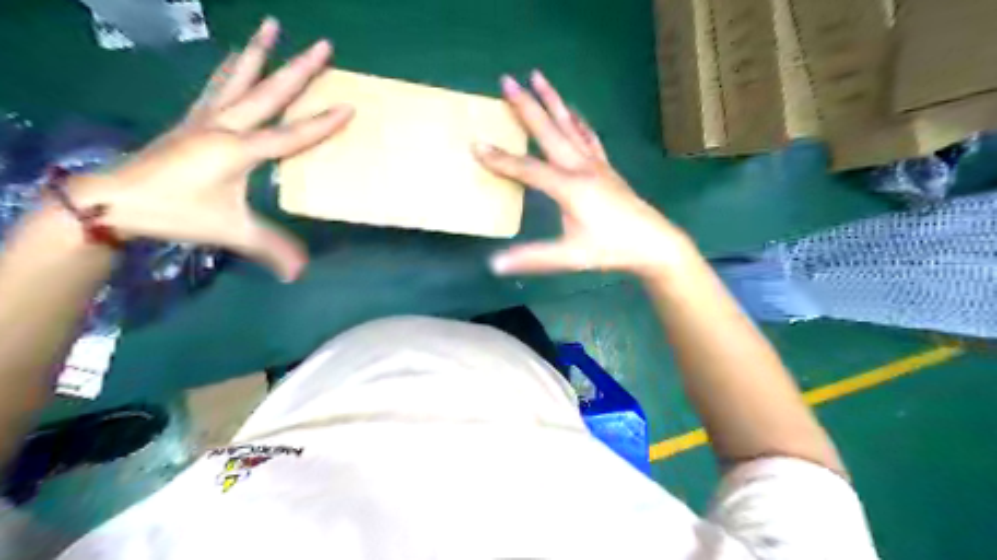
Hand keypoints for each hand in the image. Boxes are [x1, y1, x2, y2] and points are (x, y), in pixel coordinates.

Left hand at [71, 18, 348, 279]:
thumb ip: (269, 247)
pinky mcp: (192, 119)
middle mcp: (225, 126)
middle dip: (299, 68)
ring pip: (238, 78)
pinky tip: (237, 57)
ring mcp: (205, 118)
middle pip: (269, 93)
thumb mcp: (229, 232)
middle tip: (324, 44)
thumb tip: (301, 273)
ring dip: (259, 52)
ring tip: (273, 26)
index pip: (290, 134)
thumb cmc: (177, 213)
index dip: (322, 123)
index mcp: (239, 150)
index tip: (348, 105)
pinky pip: (218, 85)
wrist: (115, 200)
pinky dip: (232, 67)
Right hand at [475, 70, 695, 276]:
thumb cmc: (611, 249)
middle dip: (526, 106)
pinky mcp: (606, 166)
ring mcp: (596, 164)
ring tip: (537, 76)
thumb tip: (494, 264)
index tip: (476, 144)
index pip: (528, 169)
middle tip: (506, 79)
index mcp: (569, 187)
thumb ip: (533, 258)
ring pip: (569, 125)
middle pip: (548, 131)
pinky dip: (576, 119)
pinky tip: (571, 110)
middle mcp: (581, 167)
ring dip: (552, 100)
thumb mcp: (571, 257)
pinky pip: (587, 135)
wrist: (653, 243)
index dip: (501, 160)